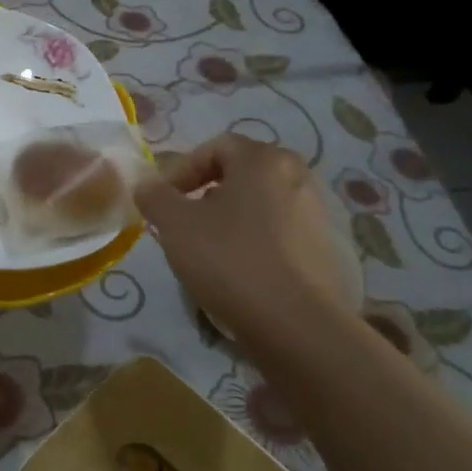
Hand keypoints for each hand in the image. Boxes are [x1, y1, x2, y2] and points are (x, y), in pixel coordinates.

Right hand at [134, 134, 353, 345]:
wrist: (296, 324)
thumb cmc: (230, 259)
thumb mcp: (174, 224)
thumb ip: (154, 196)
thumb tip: (146, 184)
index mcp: (264, 160)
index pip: (216, 146)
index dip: (182, 169)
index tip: (164, 200)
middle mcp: (297, 176)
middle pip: (241, 173)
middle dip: (206, 192)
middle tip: (183, 221)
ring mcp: (317, 213)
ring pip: (260, 203)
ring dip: (230, 217)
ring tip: (208, 249)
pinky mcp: (325, 249)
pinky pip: (279, 232)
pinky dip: (255, 241)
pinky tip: (239, 271)